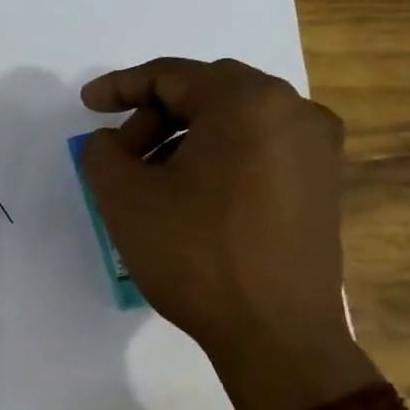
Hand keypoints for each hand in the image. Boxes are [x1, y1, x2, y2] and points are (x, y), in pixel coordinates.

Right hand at [80, 57, 378, 409]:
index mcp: (247, 102)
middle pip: (207, 93)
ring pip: (235, 121)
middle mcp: (293, 111)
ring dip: (184, 137)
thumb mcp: (124, 197)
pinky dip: (218, 156)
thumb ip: (101, 151)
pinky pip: (260, 148)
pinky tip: (191, 195)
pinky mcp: (323, 184)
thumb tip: (110, 141)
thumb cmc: (194, 254)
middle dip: (153, 115)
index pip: (172, 76)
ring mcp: (317, 148)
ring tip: (150, 179)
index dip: (121, 86)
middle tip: (119, 152)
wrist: (275, 333)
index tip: (86, 106)